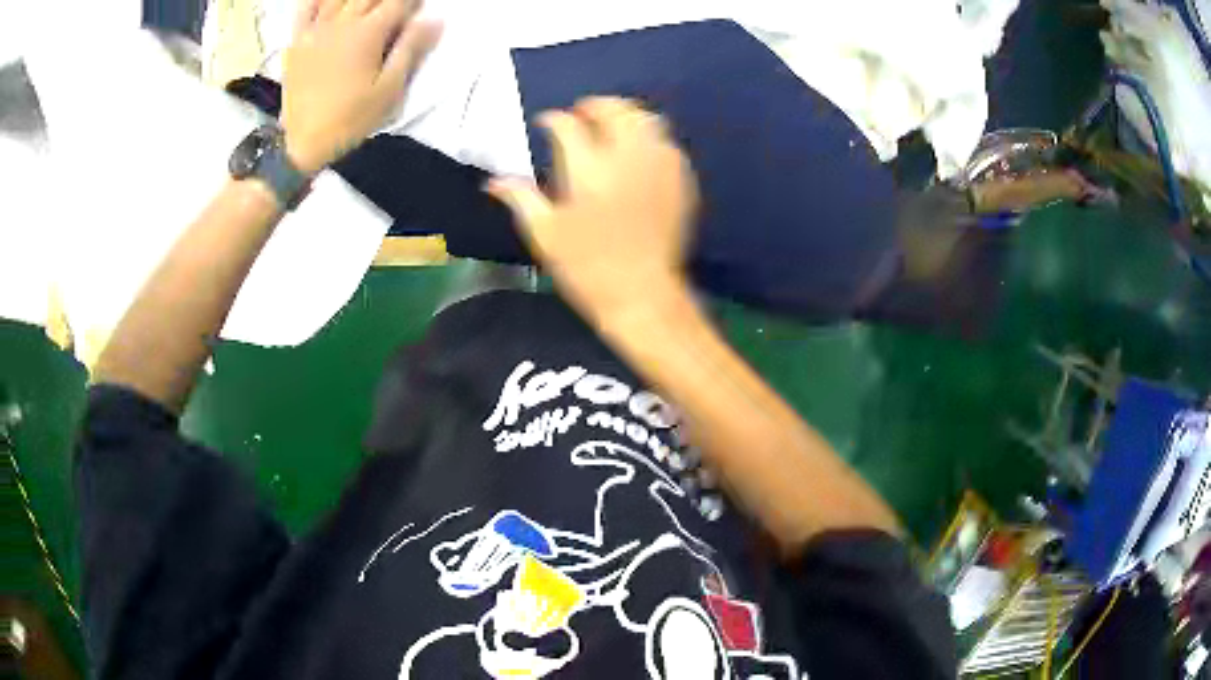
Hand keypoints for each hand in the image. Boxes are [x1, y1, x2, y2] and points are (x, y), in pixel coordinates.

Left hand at [281, 0, 441, 173]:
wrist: (303, 143)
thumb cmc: (350, 119)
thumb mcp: (389, 90)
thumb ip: (411, 50)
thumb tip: (434, 19)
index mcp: (367, 33)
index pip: (397, 2)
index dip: (413, 2)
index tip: (420, 7)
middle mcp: (341, 23)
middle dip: (387, 0)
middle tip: (395, 10)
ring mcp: (315, 30)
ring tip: (368, 7)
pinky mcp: (297, 41)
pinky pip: (306, 8)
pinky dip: (320, 0)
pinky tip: (331, 3)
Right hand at [488, 97, 699, 321]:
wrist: (643, 294)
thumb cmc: (587, 268)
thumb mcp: (545, 235)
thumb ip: (521, 199)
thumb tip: (494, 181)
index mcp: (588, 169)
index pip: (567, 125)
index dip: (552, 120)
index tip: (546, 124)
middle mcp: (626, 157)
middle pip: (614, 110)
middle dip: (594, 105)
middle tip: (581, 115)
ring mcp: (657, 166)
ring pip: (646, 119)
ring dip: (626, 116)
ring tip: (611, 127)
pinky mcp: (679, 180)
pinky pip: (667, 144)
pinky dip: (650, 138)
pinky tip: (639, 152)